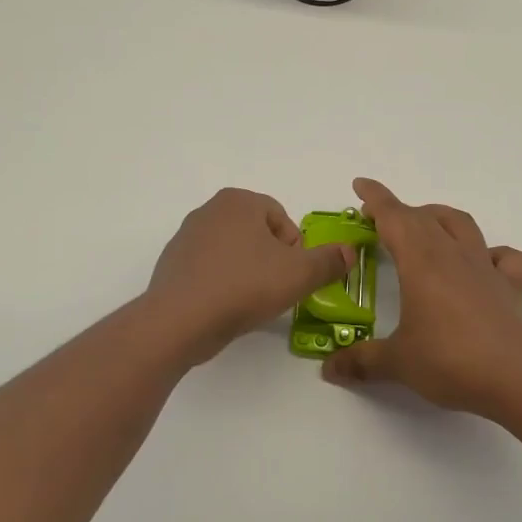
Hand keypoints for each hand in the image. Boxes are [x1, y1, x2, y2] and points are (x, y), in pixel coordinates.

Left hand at [145, 188, 353, 364]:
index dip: (294, 249)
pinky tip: (224, 307)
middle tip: (275, 289)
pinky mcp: (172, 264)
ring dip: (247, 271)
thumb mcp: (298, 275)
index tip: (292, 275)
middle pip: (257, 233)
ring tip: (250, 301)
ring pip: (233, 251)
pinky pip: (209, 269)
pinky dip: (222, 283)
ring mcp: (186, 236)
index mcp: (239, 201)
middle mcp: (209, 210)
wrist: (179, 320)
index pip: (281, 218)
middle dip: (270, 259)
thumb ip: (328, 261)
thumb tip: (349, 252)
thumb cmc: (243, 286)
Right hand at [321, 178, 521, 415]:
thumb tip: (330, 368)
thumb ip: (362, 361)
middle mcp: (453, 254)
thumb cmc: (450, 362)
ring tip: (425, 229)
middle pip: (424, 217)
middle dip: (400, 212)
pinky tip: (481, 265)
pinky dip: (491, 253)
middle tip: (381, 222)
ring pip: (461, 224)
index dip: (375, 198)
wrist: (517, 380)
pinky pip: (504, 257)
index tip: (360, 185)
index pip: (394, 217)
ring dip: (439, 218)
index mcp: (421, 261)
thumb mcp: (398, 363)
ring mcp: (485, 268)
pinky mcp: (511, 287)